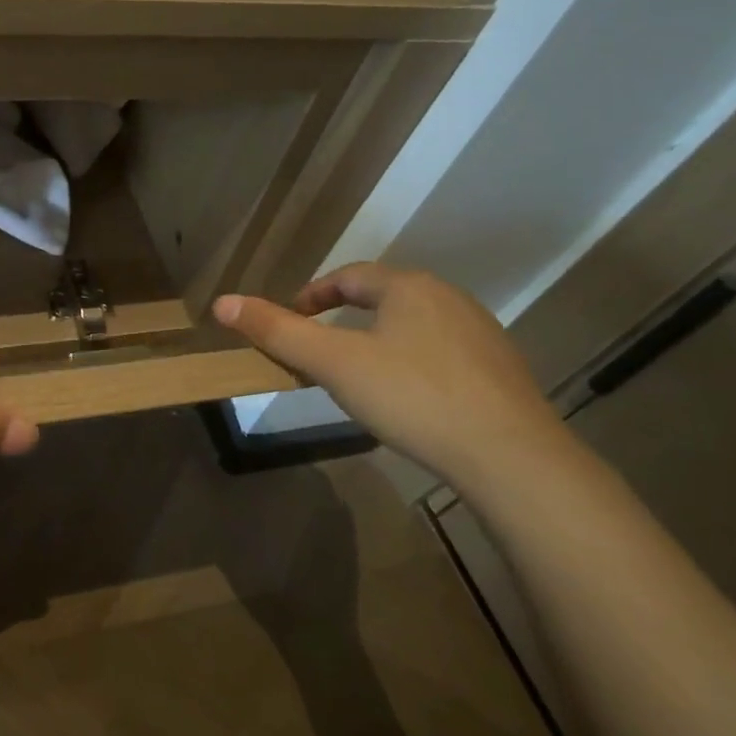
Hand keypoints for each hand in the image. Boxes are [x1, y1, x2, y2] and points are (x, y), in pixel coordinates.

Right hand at [213, 262, 569, 483]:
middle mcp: (448, 299)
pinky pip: (441, 353)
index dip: (312, 296)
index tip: (291, 321)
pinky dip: (412, 364)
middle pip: (382, 298)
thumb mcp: (334, 364)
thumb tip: (222, 302)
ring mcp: (480, 334)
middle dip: (344, 318)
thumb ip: (278, 332)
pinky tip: (409, 399)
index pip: (348, 277)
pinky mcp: (500, 371)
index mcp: (408, 287)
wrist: (512, 457)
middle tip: (319, 350)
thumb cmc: (413, 397)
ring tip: (358, 374)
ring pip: (413, 326)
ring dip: (379, 340)